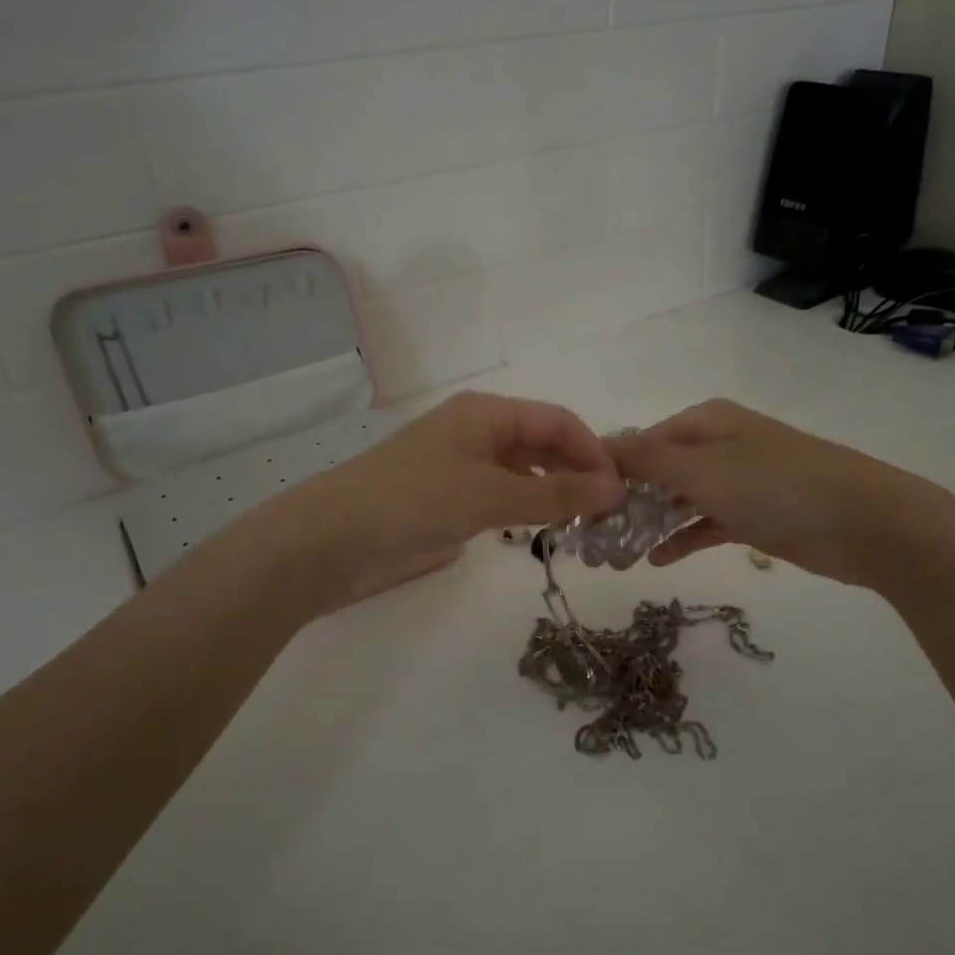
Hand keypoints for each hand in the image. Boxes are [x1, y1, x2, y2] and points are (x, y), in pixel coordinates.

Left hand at [253, 392, 626, 606]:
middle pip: (544, 444)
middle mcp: (477, 432)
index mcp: (487, 413)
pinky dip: (527, 511)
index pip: (559, 421)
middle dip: (579, 473)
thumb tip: (616, 490)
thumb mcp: (491, 494)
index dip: (594, 452)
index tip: (622, 492)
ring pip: (525, 472)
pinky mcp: (449, 500)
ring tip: (584, 528)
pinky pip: (503, 497)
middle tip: (609, 516)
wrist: (332, 541)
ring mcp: (461, 466)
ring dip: (555, 494)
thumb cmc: (414, 501)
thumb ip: (556, 493)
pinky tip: (543, 532)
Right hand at [611, 400, 944, 588]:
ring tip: (616, 556)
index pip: (641, 441)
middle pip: (658, 471)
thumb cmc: (776, 486)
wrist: (866, 522)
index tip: (577, 504)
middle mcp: (719, 446)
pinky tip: (657, 561)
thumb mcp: (703, 469)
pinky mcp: (755, 515)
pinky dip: (683, 539)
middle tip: (593, 539)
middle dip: (626, 502)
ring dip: (650, 525)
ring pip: (680, 501)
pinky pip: (706, 524)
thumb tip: (599, 447)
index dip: (609, 470)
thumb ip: (648, 459)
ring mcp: (739, 481)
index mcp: (705, 422)